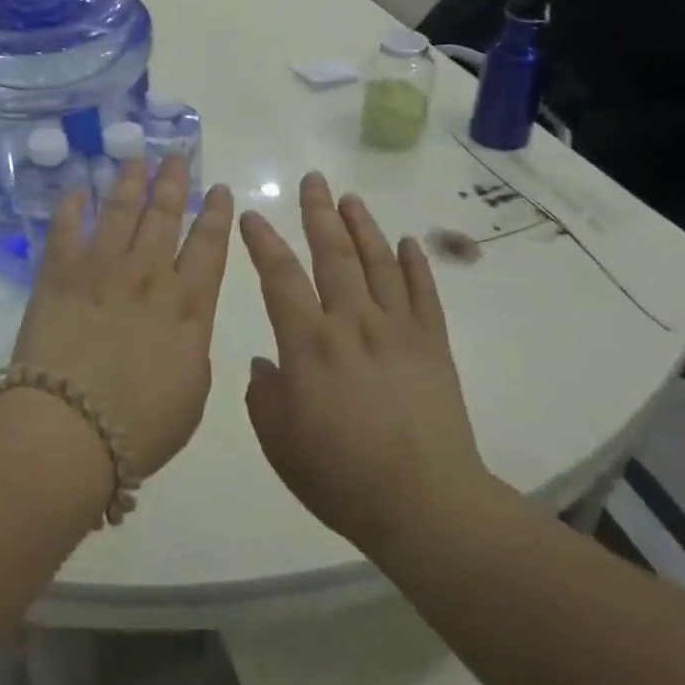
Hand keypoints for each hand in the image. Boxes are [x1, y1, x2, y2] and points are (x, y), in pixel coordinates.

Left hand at [13, 154, 233, 477]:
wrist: (70, 427)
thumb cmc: (140, 425)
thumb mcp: (193, 391)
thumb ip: (192, 346)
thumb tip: (182, 324)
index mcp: (189, 304)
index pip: (209, 246)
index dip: (216, 214)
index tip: (218, 189)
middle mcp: (148, 275)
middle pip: (164, 216)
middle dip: (173, 183)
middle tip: (175, 156)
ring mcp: (101, 270)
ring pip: (120, 212)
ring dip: (130, 182)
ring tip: (136, 159)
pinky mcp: (58, 275)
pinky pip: (66, 229)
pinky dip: (73, 206)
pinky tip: (78, 190)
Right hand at [239, 172, 488, 552]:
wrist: (423, 504)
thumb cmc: (340, 476)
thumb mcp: (279, 443)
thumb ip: (263, 397)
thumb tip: (265, 365)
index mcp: (308, 344)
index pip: (280, 277)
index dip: (263, 243)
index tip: (251, 215)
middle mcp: (352, 323)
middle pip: (334, 255)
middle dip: (318, 213)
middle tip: (312, 180)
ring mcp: (398, 330)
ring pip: (378, 263)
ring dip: (363, 226)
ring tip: (350, 198)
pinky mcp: (433, 345)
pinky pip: (424, 294)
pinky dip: (415, 264)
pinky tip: (407, 242)